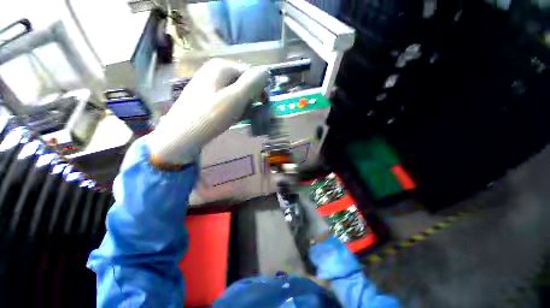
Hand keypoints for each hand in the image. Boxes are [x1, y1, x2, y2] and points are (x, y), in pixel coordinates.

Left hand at [148, 59, 268, 166]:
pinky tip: (228, 117)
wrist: (182, 135)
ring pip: (235, 93)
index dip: (258, 89)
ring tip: (236, 117)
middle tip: (246, 113)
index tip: (261, 105)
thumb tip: (266, 70)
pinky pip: (226, 99)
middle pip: (242, 83)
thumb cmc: (211, 115)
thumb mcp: (236, 98)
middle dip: (248, 99)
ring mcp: (208, 83)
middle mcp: (214, 70)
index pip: (251, 73)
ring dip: (241, 105)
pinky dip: (231, 108)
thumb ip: (253, 83)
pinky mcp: (205, 95)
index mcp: (222, 66)